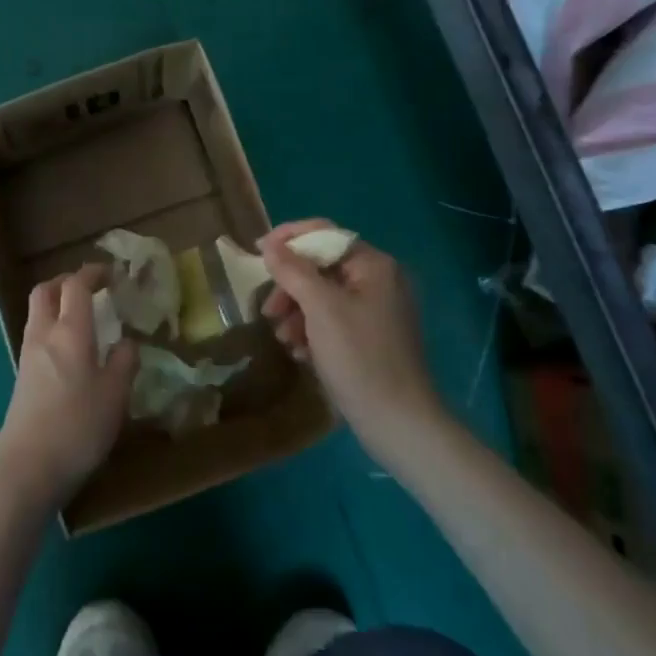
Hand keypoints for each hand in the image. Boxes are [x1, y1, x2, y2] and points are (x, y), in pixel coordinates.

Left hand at [0, 265, 135, 515]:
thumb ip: (124, 362)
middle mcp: (44, 335)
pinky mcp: (22, 376)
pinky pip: (36, 335)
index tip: (111, 273)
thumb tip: (126, 342)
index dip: (92, 273)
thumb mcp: (115, 396)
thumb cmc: (77, 427)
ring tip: (84, 317)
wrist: (27, 468)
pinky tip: (71, 350)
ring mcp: (28, 355)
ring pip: (38, 313)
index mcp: (70, 332)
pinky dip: (52, 327)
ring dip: (57, 304)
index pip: (76, 286)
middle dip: (66, 281)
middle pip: (45, 291)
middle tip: (90, 288)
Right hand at [260, 220, 442, 462]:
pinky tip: (300, 352)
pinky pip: (333, 319)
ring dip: (297, 312)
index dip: (288, 239)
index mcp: (373, 265)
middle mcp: (379, 280)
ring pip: (323, 295)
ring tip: (283, 338)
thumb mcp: (320, 309)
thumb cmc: (359, 357)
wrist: (398, 422)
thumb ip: (293, 271)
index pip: (324, 233)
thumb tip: (269, 244)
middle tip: (269, 311)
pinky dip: (312, 330)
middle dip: (290, 286)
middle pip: (321, 266)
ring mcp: (377, 310)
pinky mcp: (371, 337)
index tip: (256, 253)